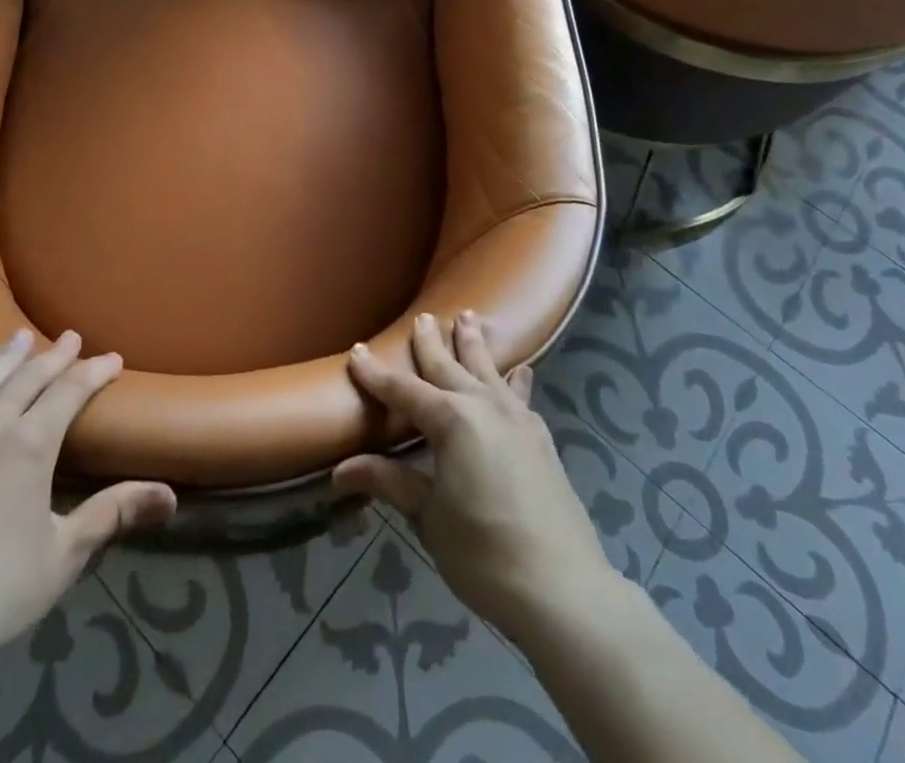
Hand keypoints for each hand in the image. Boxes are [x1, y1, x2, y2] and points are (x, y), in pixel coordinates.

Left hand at [0, 330, 176, 666]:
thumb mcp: (64, 554)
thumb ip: (113, 513)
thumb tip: (170, 496)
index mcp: (29, 445)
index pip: (69, 391)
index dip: (94, 371)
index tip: (113, 359)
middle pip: (26, 378)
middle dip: (53, 356)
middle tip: (70, 337)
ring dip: (5, 358)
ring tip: (19, 338)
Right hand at [333, 311, 615, 643]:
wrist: (564, 588)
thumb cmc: (484, 553)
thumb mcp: (430, 517)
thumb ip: (391, 482)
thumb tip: (340, 470)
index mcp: (451, 421)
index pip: (403, 391)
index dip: (376, 374)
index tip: (356, 351)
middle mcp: (483, 406)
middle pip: (449, 366)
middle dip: (431, 342)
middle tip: (422, 317)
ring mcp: (517, 418)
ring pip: (489, 369)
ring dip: (474, 343)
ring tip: (468, 317)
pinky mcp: (540, 438)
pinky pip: (520, 394)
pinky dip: (514, 378)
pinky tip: (519, 372)